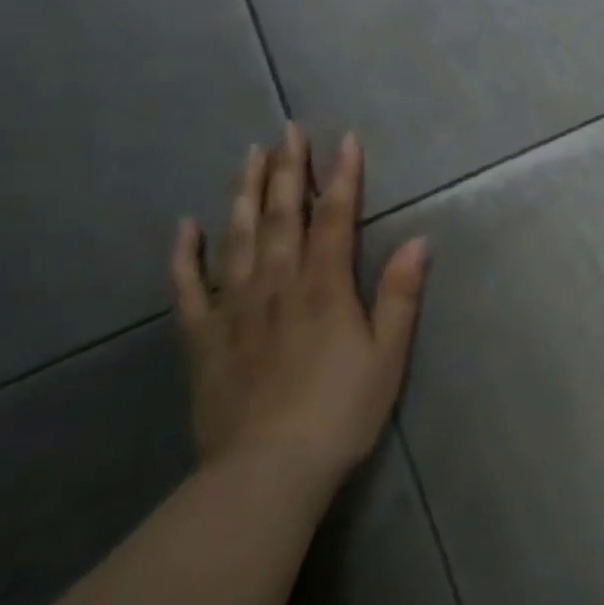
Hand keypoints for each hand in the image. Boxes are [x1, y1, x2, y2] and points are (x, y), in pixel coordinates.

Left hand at [171, 125, 425, 500]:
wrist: (266, 474)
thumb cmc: (339, 412)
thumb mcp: (388, 356)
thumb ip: (400, 295)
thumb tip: (418, 240)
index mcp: (324, 287)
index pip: (335, 218)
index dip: (342, 177)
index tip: (345, 139)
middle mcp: (278, 285)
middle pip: (283, 216)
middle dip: (289, 169)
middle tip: (288, 130)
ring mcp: (235, 308)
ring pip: (238, 238)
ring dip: (245, 194)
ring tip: (249, 156)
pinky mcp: (203, 338)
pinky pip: (188, 288)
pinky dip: (185, 255)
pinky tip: (185, 225)